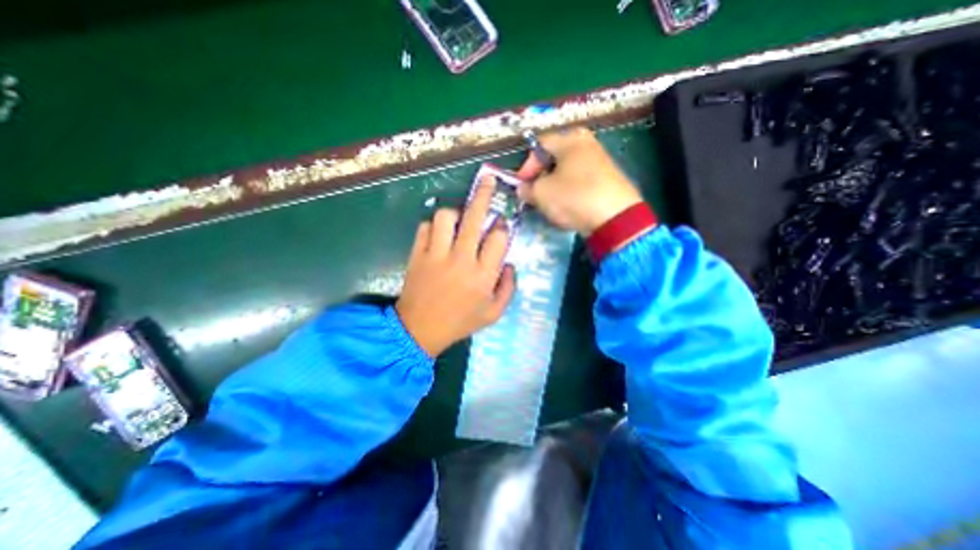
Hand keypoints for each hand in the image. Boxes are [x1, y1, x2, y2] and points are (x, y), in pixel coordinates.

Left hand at [393, 177, 516, 355]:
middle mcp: (461, 259)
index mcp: (483, 275)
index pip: (498, 238)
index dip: (502, 226)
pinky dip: (433, 226)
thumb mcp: (493, 313)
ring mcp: (436, 254)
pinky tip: (438, 234)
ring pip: (446, 216)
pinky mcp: (417, 254)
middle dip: (483, 195)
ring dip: (455, 213)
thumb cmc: (460, 322)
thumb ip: (508, 288)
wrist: (419, 330)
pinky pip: (425, 227)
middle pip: (475, 218)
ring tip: (458, 220)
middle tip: (487, 180)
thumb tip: (510, 264)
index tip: (501, 223)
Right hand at [515, 126, 648, 235]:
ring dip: (554, 183)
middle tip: (534, 192)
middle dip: (540, 175)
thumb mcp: (542, 193)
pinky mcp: (608, 178)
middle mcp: (587, 144)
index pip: (539, 145)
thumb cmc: (573, 197)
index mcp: (570, 140)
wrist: (615, 217)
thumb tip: (524, 188)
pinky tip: (568, 204)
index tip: (522, 185)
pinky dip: (569, 189)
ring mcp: (601, 160)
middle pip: (554, 156)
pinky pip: (580, 179)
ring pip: (567, 169)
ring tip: (549, 201)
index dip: (526, 165)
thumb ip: (527, 188)